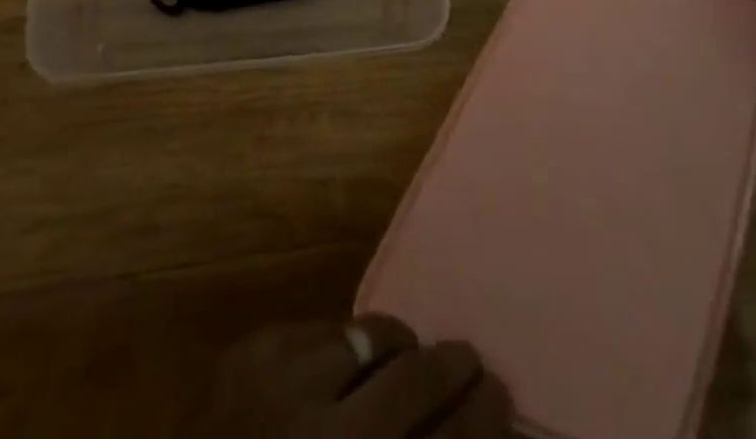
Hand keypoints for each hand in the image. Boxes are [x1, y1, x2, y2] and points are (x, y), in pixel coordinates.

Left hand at [193, 315, 510, 438]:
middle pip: (415, 379)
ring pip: (369, 335)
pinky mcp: (255, 346)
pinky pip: (323, 327)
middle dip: (453, 367)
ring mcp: (287, 378)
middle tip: (470, 360)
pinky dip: (342, 343)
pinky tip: (344, 357)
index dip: (479, 417)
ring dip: (396, 344)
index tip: (501, 396)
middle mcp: (330, 432)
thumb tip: (450, 428)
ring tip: (406, 350)